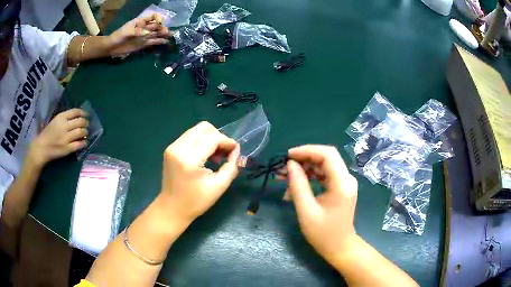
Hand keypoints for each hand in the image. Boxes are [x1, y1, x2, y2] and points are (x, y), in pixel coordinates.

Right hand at [29, 109, 87, 166]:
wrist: (41, 148)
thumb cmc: (47, 133)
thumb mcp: (55, 121)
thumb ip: (64, 118)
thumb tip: (76, 117)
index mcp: (61, 117)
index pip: (75, 111)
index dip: (82, 112)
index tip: (86, 115)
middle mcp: (64, 126)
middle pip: (80, 121)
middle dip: (86, 122)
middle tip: (87, 124)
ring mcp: (66, 138)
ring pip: (81, 132)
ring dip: (85, 132)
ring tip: (86, 132)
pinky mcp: (67, 149)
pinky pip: (78, 144)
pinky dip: (83, 143)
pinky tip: (85, 142)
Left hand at [107, 13, 171, 56]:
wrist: (112, 47)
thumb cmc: (118, 36)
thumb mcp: (126, 32)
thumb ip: (137, 31)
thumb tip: (148, 33)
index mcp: (140, 22)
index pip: (152, 17)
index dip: (157, 19)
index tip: (159, 23)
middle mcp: (144, 28)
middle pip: (156, 26)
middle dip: (162, 27)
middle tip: (167, 32)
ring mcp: (144, 36)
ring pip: (156, 34)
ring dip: (163, 34)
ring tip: (170, 36)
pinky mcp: (143, 44)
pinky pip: (153, 42)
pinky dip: (160, 42)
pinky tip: (166, 42)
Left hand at [159, 121, 239, 223]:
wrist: (172, 209)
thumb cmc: (196, 202)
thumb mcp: (219, 186)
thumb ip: (232, 166)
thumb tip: (237, 151)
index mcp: (189, 158)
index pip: (213, 138)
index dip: (227, 142)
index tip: (235, 152)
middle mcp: (178, 147)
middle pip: (204, 128)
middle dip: (218, 137)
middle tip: (225, 153)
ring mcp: (172, 147)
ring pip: (196, 130)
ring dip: (210, 139)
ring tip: (215, 156)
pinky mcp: (170, 149)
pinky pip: (190, 136)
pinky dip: (201, 142)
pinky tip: (204, 156)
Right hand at [285, 145, 357, 263]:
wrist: (339, 247)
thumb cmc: (323, 233)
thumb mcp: (306, 211)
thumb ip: (298, 185)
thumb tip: (290, 165)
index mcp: (342, 183)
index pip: (327, 154)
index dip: (307, 150)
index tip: (288, 156)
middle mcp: (346, 178)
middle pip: (326, 157)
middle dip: (303, 159)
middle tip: (284, 168)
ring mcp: (344, 182)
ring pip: (323, 165)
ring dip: (304, 168)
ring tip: (285, 177)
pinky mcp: (340, 187)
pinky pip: (324, 175)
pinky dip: (309, 177)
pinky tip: (295, 186)